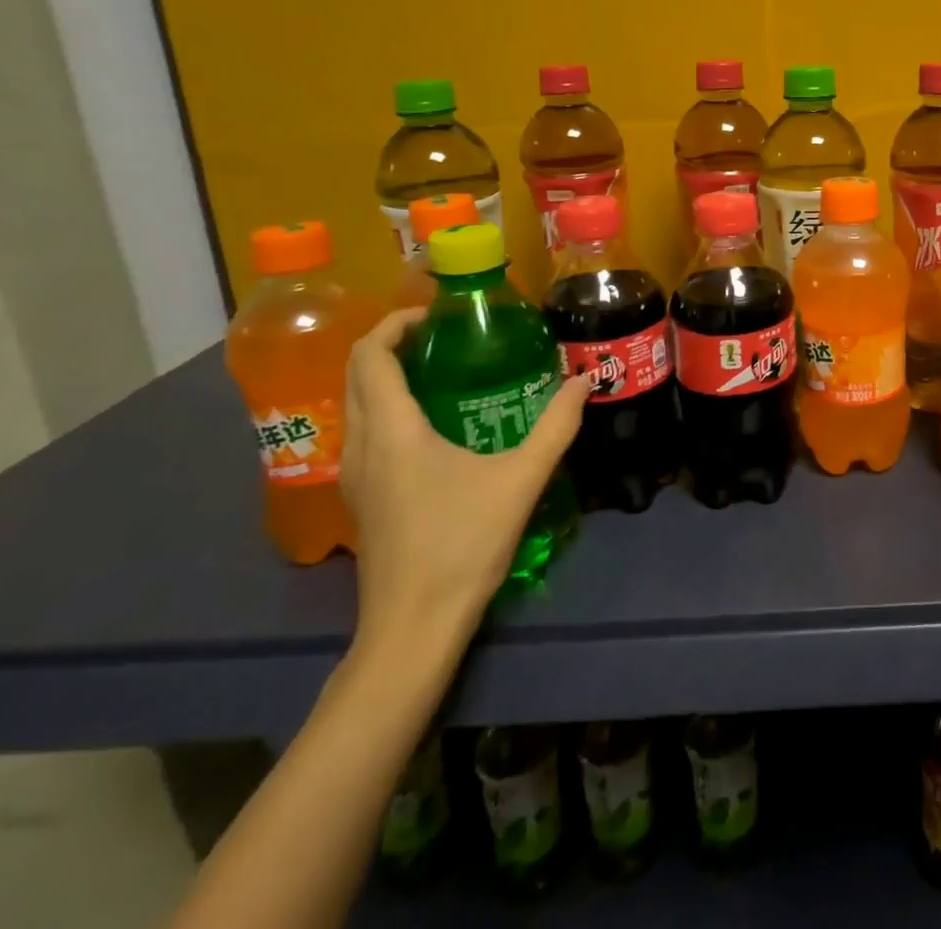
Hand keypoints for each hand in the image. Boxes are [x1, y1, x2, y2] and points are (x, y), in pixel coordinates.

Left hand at [341, 309, 588, 653]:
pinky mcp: (362, 497)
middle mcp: (362, 445)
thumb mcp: (521, 479)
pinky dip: (387, 406)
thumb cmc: (463, 544)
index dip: (395, 324)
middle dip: (391, 343)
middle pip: (357, 374)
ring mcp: (355, 474)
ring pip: (356, 404)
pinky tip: (433, 421)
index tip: (435, 313)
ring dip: (386, 375)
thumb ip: (556, 425)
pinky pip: (364, 430)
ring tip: (441, 368)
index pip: (371, 356)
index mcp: (393, 432)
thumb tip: (585, 380)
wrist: (413, 626)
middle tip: (444, 334)